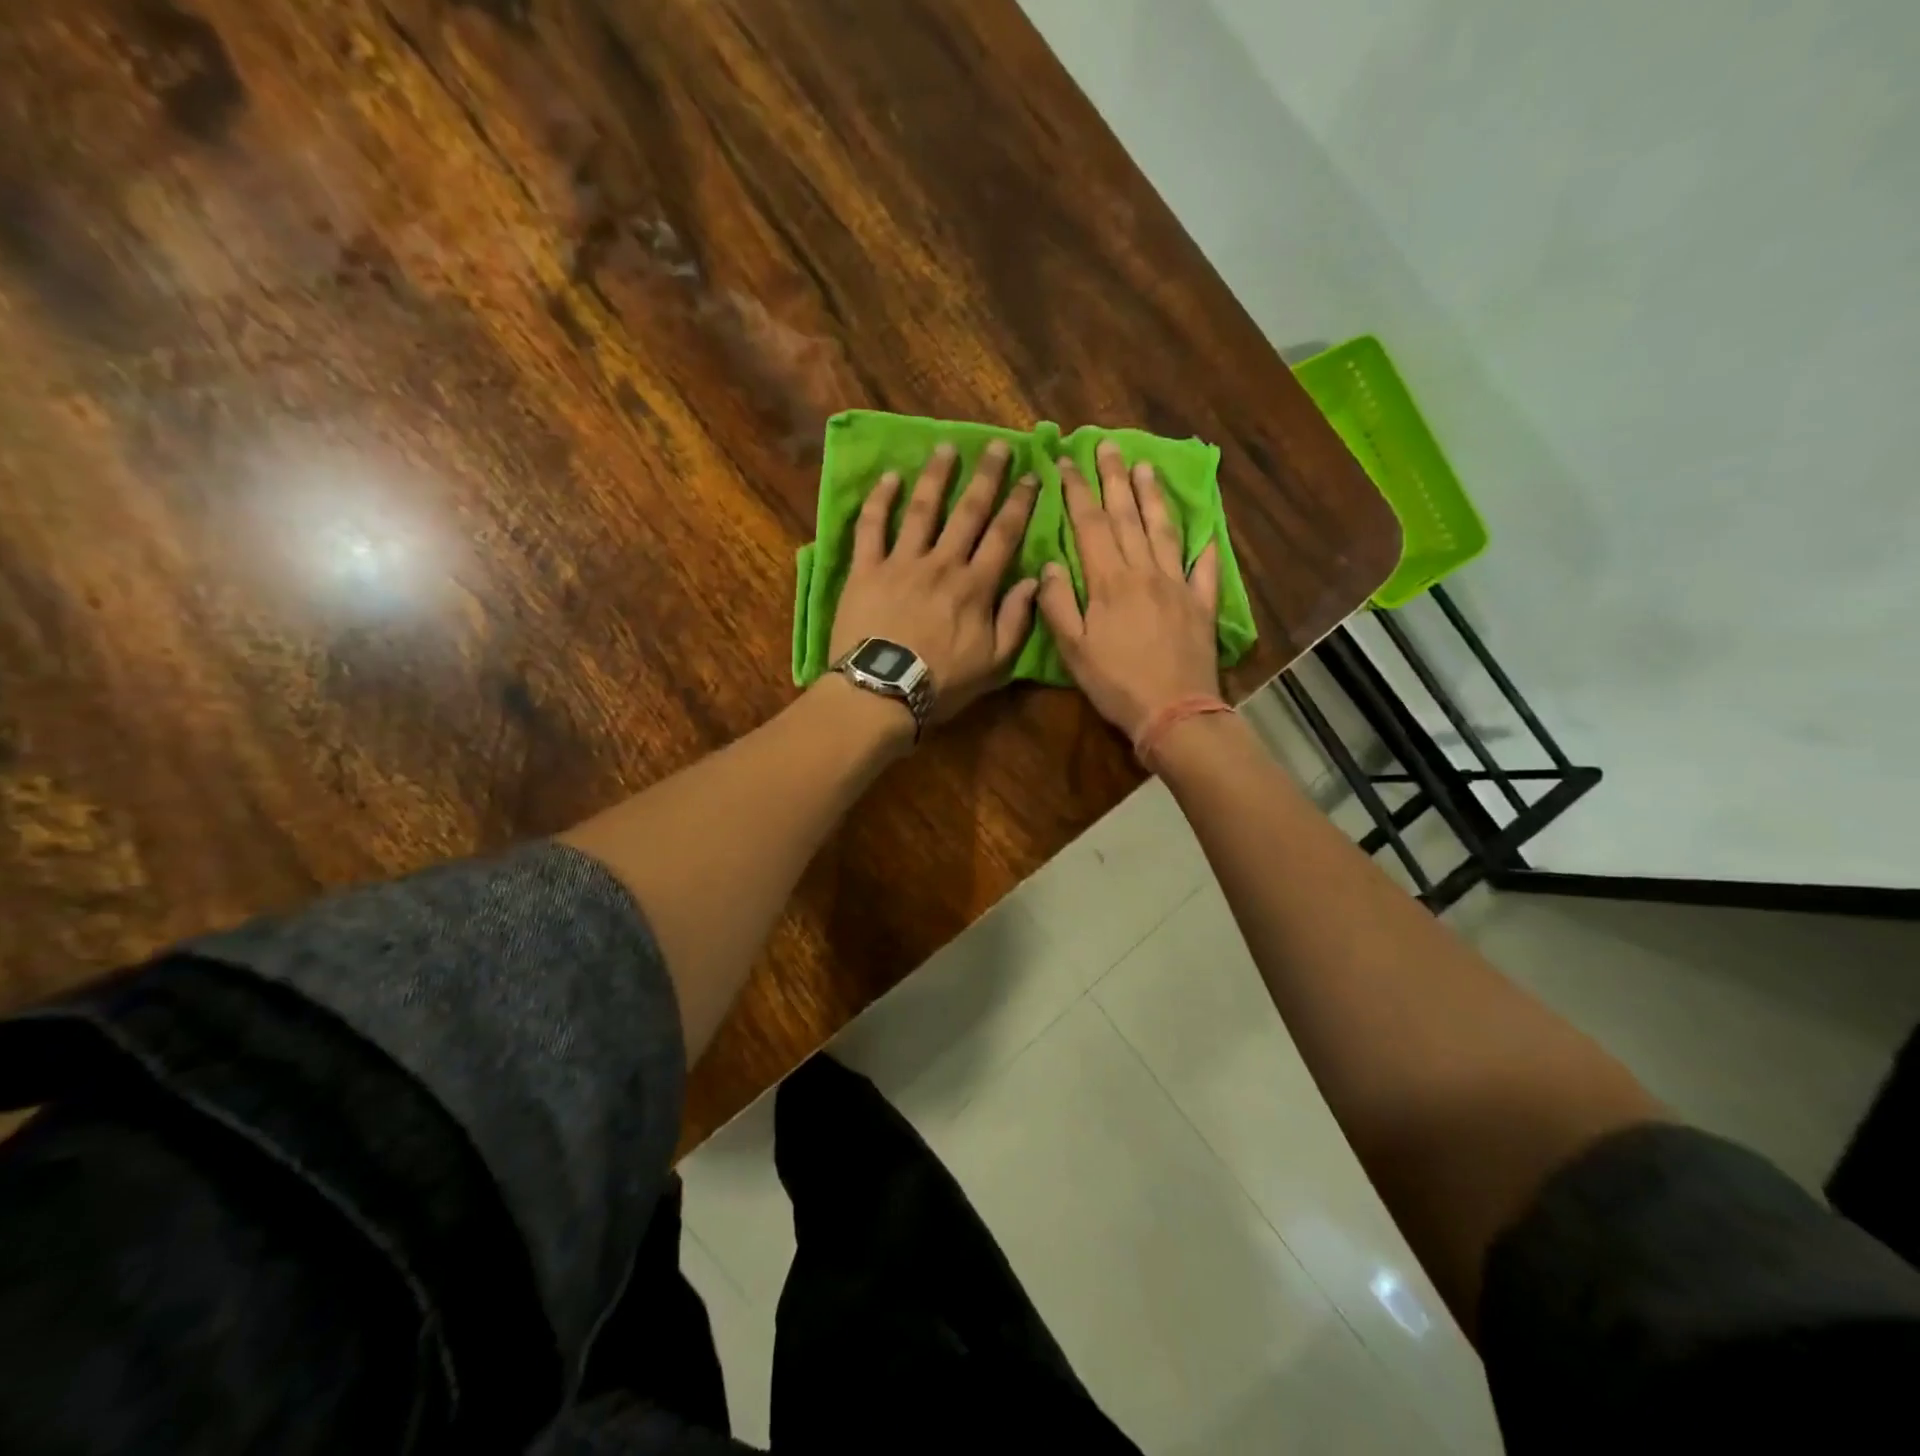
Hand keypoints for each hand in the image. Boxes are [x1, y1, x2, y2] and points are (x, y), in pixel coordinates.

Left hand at [829, 440, 1040, 726]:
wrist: (882, 691)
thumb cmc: (942, 683)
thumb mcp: (995, 663)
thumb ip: (1017, 620)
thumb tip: (1035, 579)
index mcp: (976, 586)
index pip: (1003, 535)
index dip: (1019, 503)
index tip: (1030, 476)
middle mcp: (942, 563)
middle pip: (968, 512)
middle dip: (986, 476)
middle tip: (997, 446)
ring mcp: (901, 562)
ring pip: (922, 509)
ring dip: (936, 476)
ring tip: (946, 447)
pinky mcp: (866, 569)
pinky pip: (871, 527)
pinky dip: (879, 500)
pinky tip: (889, 477)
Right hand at [1038, 442, 1220, 740]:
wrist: (1173, 712)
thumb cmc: (1116, 683)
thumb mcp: (1073, 649)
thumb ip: (1059, 604)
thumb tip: (1049, 564)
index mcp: (1109, 581)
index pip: (1090, 525)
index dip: (1077, 491)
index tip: (1067, 462)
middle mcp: (1145, 572)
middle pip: (1127, 517)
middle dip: (1114, 479)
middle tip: (1108, 445)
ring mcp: (1178, 586)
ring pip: (1165, 531)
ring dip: (1154, 497)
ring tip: (1147, 467)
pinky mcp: (1202, 605)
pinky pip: (1205, 569)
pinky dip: (1205, 548)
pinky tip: (1206, 531)